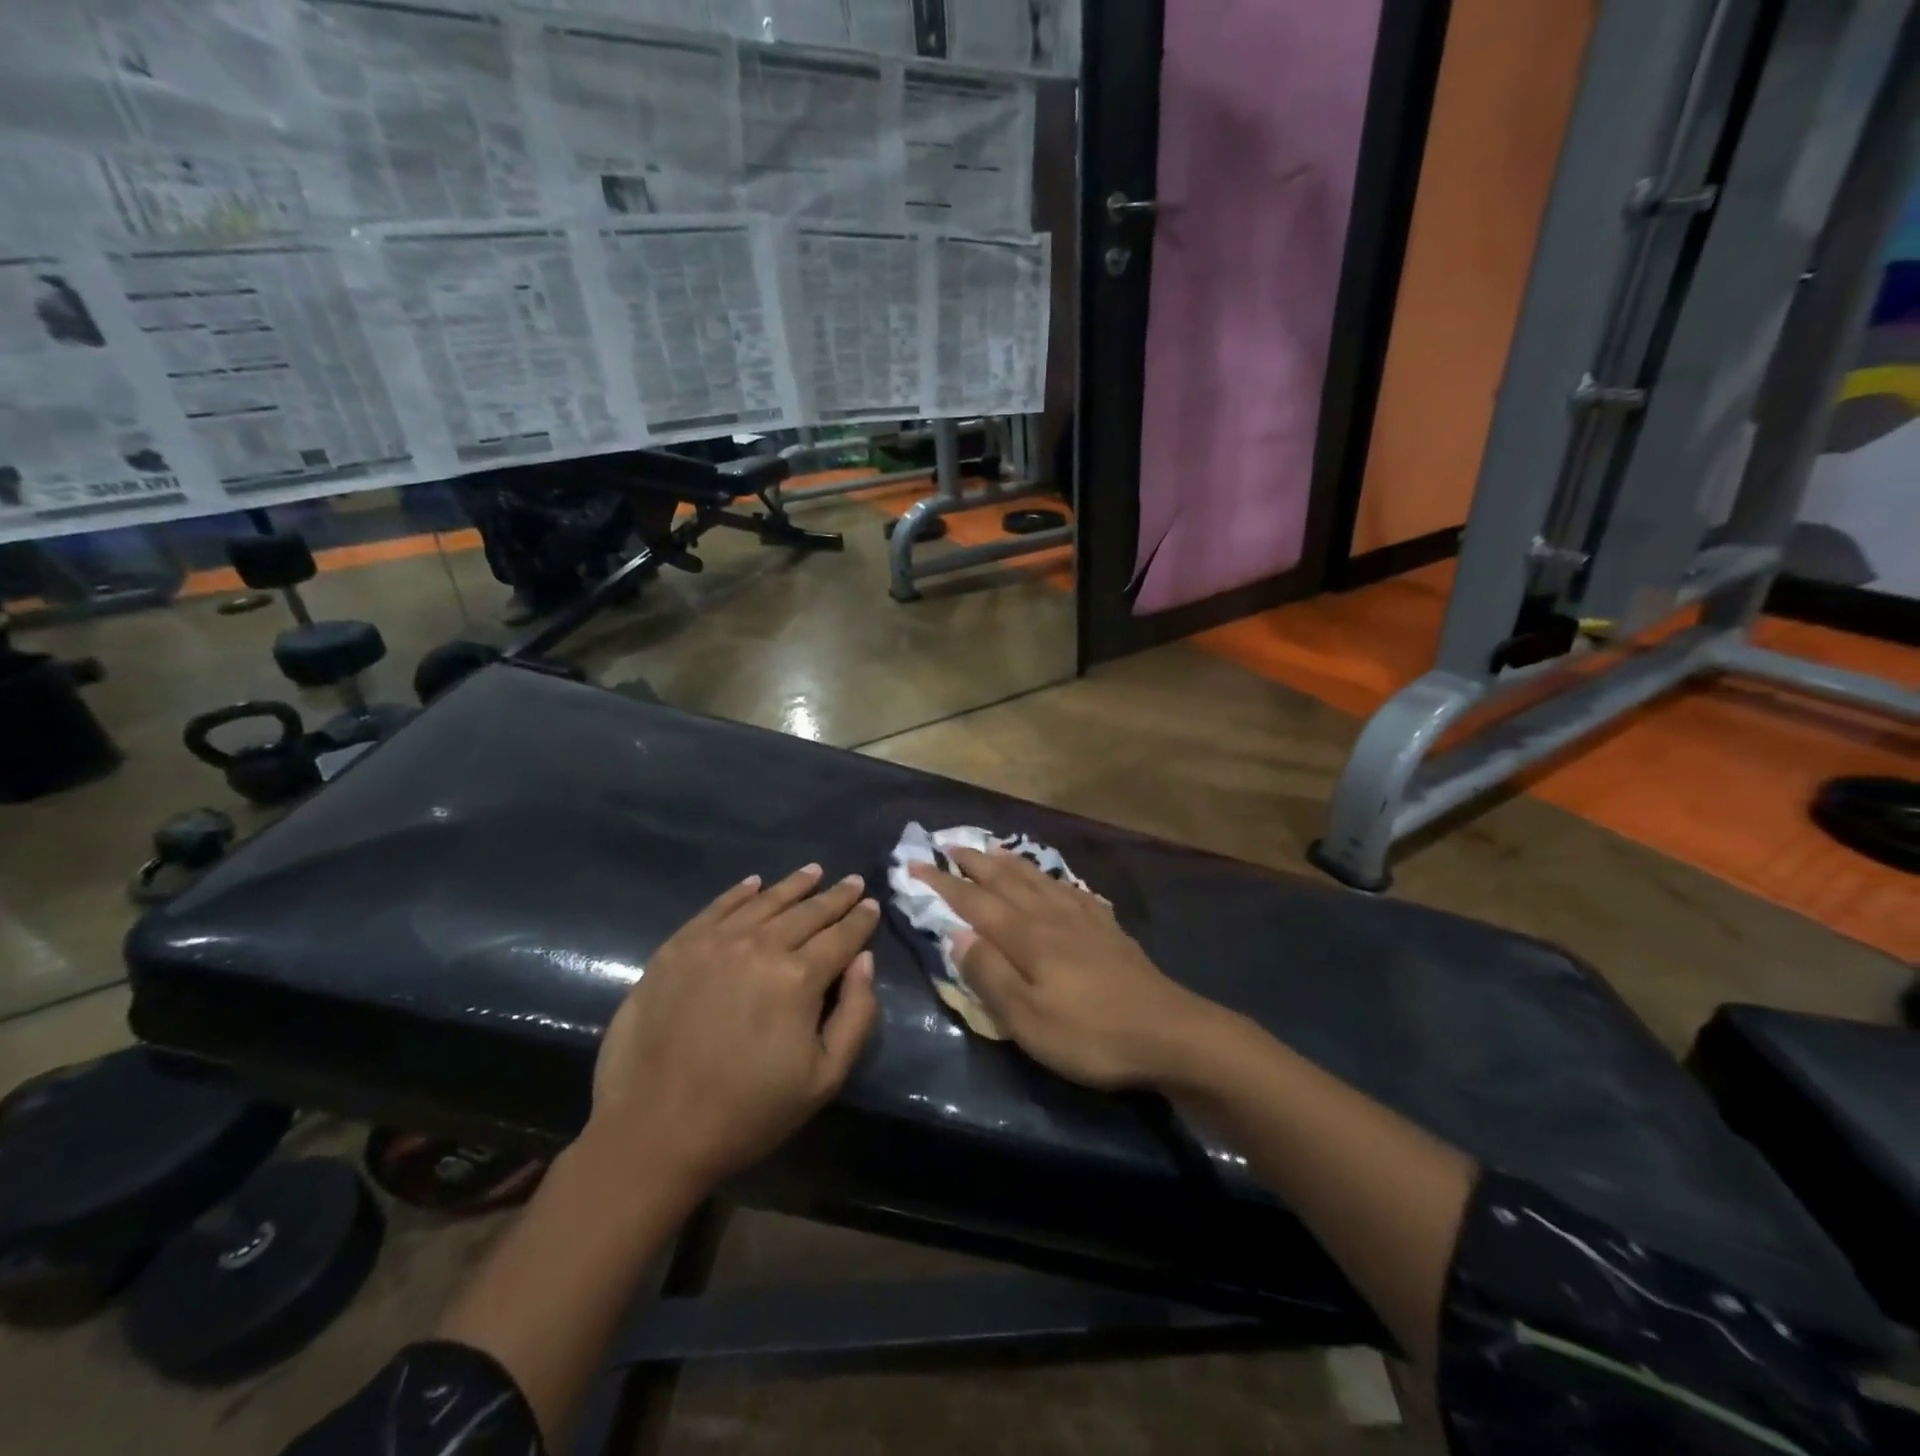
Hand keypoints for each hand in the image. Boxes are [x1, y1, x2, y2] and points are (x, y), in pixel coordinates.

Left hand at [586, 865, 880, 1192]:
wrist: (652, 1133)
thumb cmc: (748, 1113)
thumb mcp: (824, 1078)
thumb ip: (856, 1014)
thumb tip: (864, 960)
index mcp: (798, 978)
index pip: (841, 936)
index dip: (860, 919)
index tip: (872, 904)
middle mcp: (759, 946)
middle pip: (807, 912)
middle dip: (835, 896)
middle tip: (853, 882)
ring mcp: (713, 943)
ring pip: (765, 902)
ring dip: (794, 885)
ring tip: (814, 872)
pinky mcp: (676, 948)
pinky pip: (717, 908)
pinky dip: (740, 892)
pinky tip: (755, 883)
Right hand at [910, 848, 1222, 1090]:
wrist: (1170, 1032)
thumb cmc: (1091, 1034)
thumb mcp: (1028, 1019)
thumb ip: (990, 975)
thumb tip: (956, 935)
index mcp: (1027, 937)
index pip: (975, 902)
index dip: (943, 883)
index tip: (916, 865)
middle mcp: (1052, 917)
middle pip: (1006, 881)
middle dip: (974, 863)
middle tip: (949, 844)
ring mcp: (1084, 920)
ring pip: (1038, 880)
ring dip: (1010, 863)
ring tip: (994, 849)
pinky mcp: (1108, 930)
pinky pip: (1072, 891)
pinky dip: (1053, 879)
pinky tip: (1055, 881)